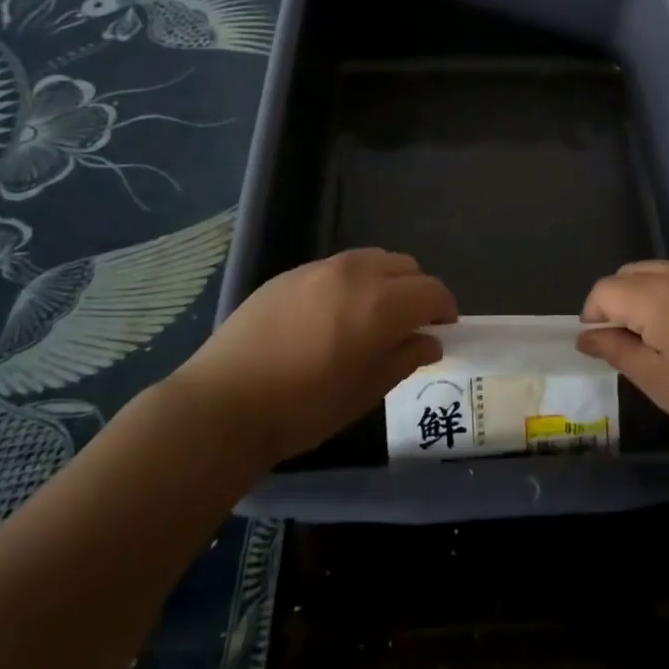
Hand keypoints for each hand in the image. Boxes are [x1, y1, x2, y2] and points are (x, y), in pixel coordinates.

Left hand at [176, 249, 454, 466]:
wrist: (223, 404)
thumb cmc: (304, 408)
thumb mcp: (365, 392)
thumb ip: (405, 358)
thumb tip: (429, 340)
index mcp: (381, 303)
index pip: (432, 291)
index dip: (444, 309)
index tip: (442, 331)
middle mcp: (356, 273)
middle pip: (406, 266)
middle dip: (417, 291)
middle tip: (409, 326)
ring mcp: (320, 268)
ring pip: (372, 260)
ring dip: (385, 281)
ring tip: (372, 317)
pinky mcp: (290, 273)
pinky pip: (338, 266)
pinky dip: (352, 282)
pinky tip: (332, 316)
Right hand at [578, 260, 668, 459]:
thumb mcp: (659, 382)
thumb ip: (616, 351)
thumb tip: (585, 336)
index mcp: (658, 295)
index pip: (605, 290)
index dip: (592, 316)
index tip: (600, 346)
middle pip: (629, 275)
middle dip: (616, 303)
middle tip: (627, 346)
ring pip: (656, 273)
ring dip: (643, 297)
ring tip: (657, 340)